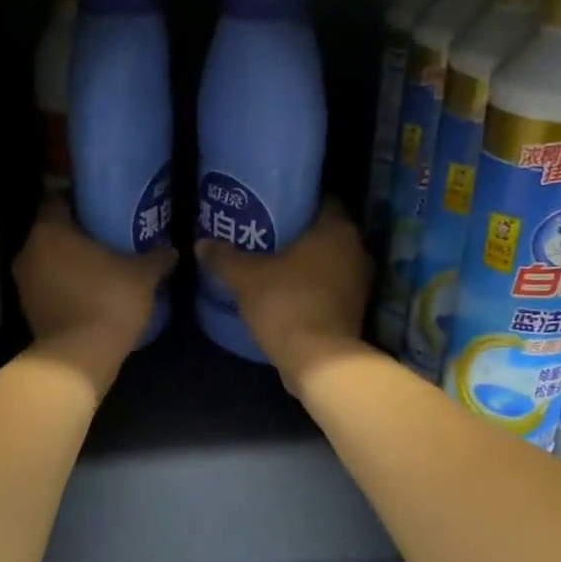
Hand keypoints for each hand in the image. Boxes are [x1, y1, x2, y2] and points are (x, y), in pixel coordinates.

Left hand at [14, 199, 174, 394]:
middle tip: (108, 234)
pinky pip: (48, 285)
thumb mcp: (142, 276)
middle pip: (52, 230)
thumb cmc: (108, 301)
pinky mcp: (28, 309)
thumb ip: (157, 258)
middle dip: (77, 232)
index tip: (102, 205)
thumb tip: (172, 250)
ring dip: (70, 260)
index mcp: (50, 230)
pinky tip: (92, 291)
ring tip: (103, 264)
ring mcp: (24, 282)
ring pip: (48, 259)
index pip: (57, 199)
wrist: (79, 358)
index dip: (78, 199)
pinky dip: (65, 284)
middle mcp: (29, 251)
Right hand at [195, 203, 370, 393]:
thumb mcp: (246, 278)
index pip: (321, 200)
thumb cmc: (287, 304)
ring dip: (305, 261)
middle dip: (297, 232)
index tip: (270, 205)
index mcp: (337, 229)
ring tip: (270, 261)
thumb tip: (201, 243)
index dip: (296, 201)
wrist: (319, 361)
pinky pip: (330, 285)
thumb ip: (224, 257)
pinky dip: (311, 284)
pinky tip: (284, 289)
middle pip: (324, 231)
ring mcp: (359, 281)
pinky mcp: (354, 309)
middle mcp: (356, 250)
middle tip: (264, 232)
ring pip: (328, 260)